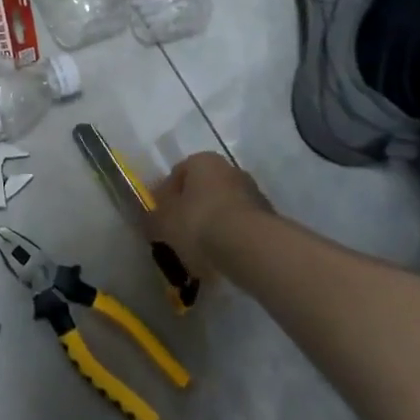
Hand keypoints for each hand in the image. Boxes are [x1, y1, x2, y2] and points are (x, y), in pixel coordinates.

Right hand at [149, 152, 275, 273]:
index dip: (165, 196)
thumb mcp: (162, 222)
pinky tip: (221, 258)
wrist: (251, 246)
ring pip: (223, 208)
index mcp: (202, 161)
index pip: (177, 173)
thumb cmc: (199, 223)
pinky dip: (230, 238)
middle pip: (203, 189)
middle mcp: (229, 169)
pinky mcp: (268, 218)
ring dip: (212, 224)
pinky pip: (240, 226)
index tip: (160, 218)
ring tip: (201, 252)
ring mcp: (252, 192)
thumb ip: (153, 219)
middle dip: (191, 209)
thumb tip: (151, 221)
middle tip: (179, 234)